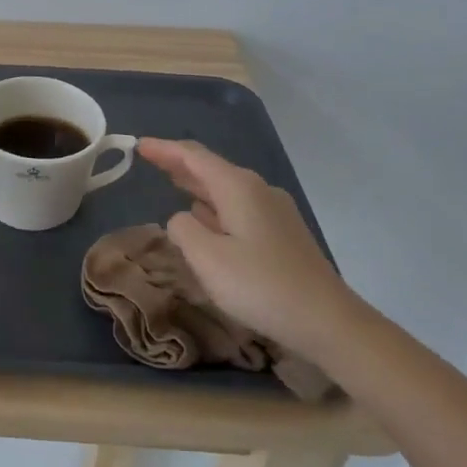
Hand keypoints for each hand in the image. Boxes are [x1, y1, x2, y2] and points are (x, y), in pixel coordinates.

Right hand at [137, 137, 356, 354]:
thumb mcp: (207, 258)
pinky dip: (214, 205)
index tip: (138, 145)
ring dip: (197, 184)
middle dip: (179, 162)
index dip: (164, 149)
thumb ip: (183, 229)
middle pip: (211, 168)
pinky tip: (205, 217)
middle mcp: (258, 190)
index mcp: (238, 187)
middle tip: (149, 159)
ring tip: (172, 183)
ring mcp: (275, 212)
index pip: (193, 156)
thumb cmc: (261, 286)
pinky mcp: (283, 234)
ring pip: (226, 188)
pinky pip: (238, 207)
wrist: (329, 322)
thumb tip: (183, 219)